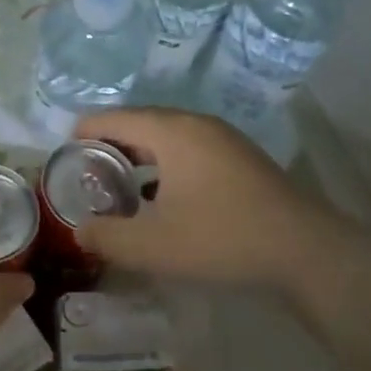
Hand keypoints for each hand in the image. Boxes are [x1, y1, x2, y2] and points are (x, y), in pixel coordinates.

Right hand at [76, 108, 335, 291]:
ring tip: (121, 187)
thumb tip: (80, 230)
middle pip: (139, 123)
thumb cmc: (222, 238)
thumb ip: (107, 237)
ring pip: (166, 137)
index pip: (113, 118)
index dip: (83, 133)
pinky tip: (163, 198)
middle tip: (88, 176)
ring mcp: (222, 138)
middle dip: (109, 146)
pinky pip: (188, 150)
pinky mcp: (240, 158)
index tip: (64, 157)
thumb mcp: (154, 246)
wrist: (306, 251)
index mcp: (171, 131)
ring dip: (139, 156)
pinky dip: (166, 165)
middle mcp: (195, 124)